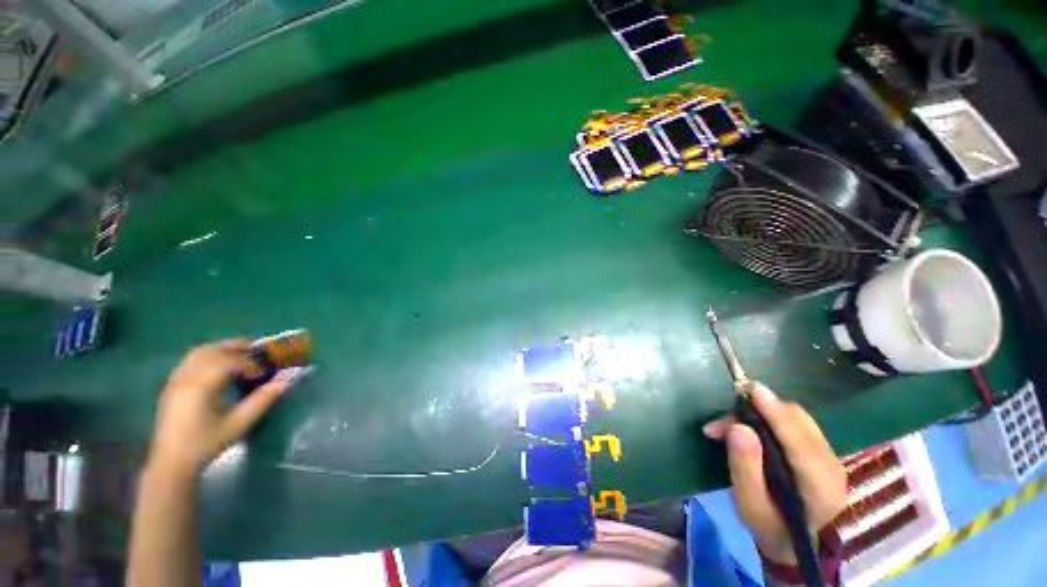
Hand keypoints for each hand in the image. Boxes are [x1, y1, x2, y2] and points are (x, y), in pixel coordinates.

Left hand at [149, 339, 289, 478]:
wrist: (172, 462)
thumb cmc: (206, 443)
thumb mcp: (238, 423)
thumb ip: (262, 400)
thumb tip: (286, 381)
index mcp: (200, 386)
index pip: (229, 361)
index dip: (250, 364)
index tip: (264, 373)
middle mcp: (186, 377)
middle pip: (212, 350)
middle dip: (237, 348)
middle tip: (257, 354)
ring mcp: (176, 380)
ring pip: (199, 352)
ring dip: (222, 349)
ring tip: (241, 356)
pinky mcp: (172, 385)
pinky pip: (191, 360)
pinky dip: (209, 356)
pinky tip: (220, 368)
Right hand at [703, 383, 846, 564]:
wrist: (795, 541)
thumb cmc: (770, 527)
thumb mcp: (750, 506)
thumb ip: (745, 467)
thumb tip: (739, 427)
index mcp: (819, 487)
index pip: (799, 441)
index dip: (776, 413)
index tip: (753, 390)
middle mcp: (831, 465)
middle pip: (797, 421)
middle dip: (757, 412)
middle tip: (721, 424)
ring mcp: (830, 456)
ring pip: (796, 418)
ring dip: (760, 413)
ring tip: (728, 427)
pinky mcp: (821, 451)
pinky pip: (796, 423)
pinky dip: (769, 418)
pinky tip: (748, 429)